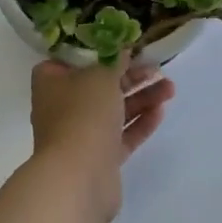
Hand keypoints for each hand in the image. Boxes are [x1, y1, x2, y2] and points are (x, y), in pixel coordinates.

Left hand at [28, 58, 175, 222]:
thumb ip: (115, 61)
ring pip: (114, 110)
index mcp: (51, 82)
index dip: (97, 51)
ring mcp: (81, 134)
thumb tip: (122, 50)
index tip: (122, 45)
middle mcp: (62, 106)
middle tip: (157, 66)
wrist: (79, 177)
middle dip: (130, 76)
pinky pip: (122, 135)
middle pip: (99, 84)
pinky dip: (140, 122)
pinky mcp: (100, 157)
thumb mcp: (101, 76)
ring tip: (170, 88)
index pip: (71, 59)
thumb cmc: (83, 114)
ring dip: (141, 97)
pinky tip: (161, 111)